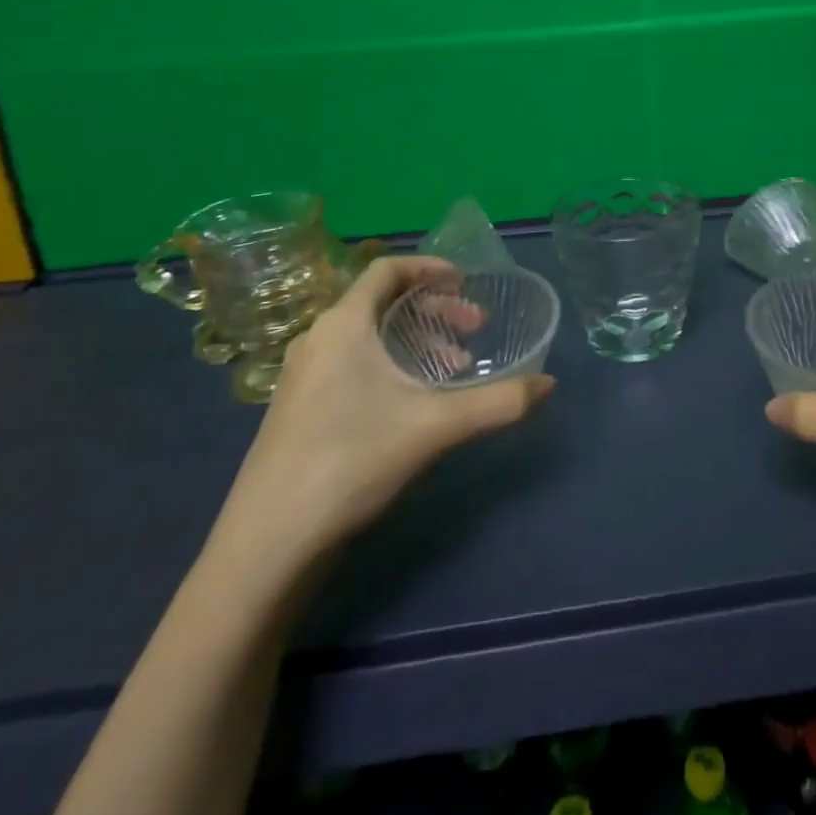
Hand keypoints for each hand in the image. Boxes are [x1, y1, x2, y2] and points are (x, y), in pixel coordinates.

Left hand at [213, 256, 553, 566]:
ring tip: (453, 369)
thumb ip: (497, 402)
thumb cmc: (350, 461)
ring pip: (369, 337)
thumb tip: (549, 384)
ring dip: (416, 341)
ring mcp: (303, 376)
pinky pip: (353, 363)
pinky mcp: (298, 409)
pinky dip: (390, 365)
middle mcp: (318, 339)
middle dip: (434, 310)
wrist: (266, 546)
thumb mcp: (435, 427)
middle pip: (382, 302)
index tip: (467, 283)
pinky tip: (413, 403)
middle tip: (474, 330)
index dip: (430, 268)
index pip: (387, 269)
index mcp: (343, 325)